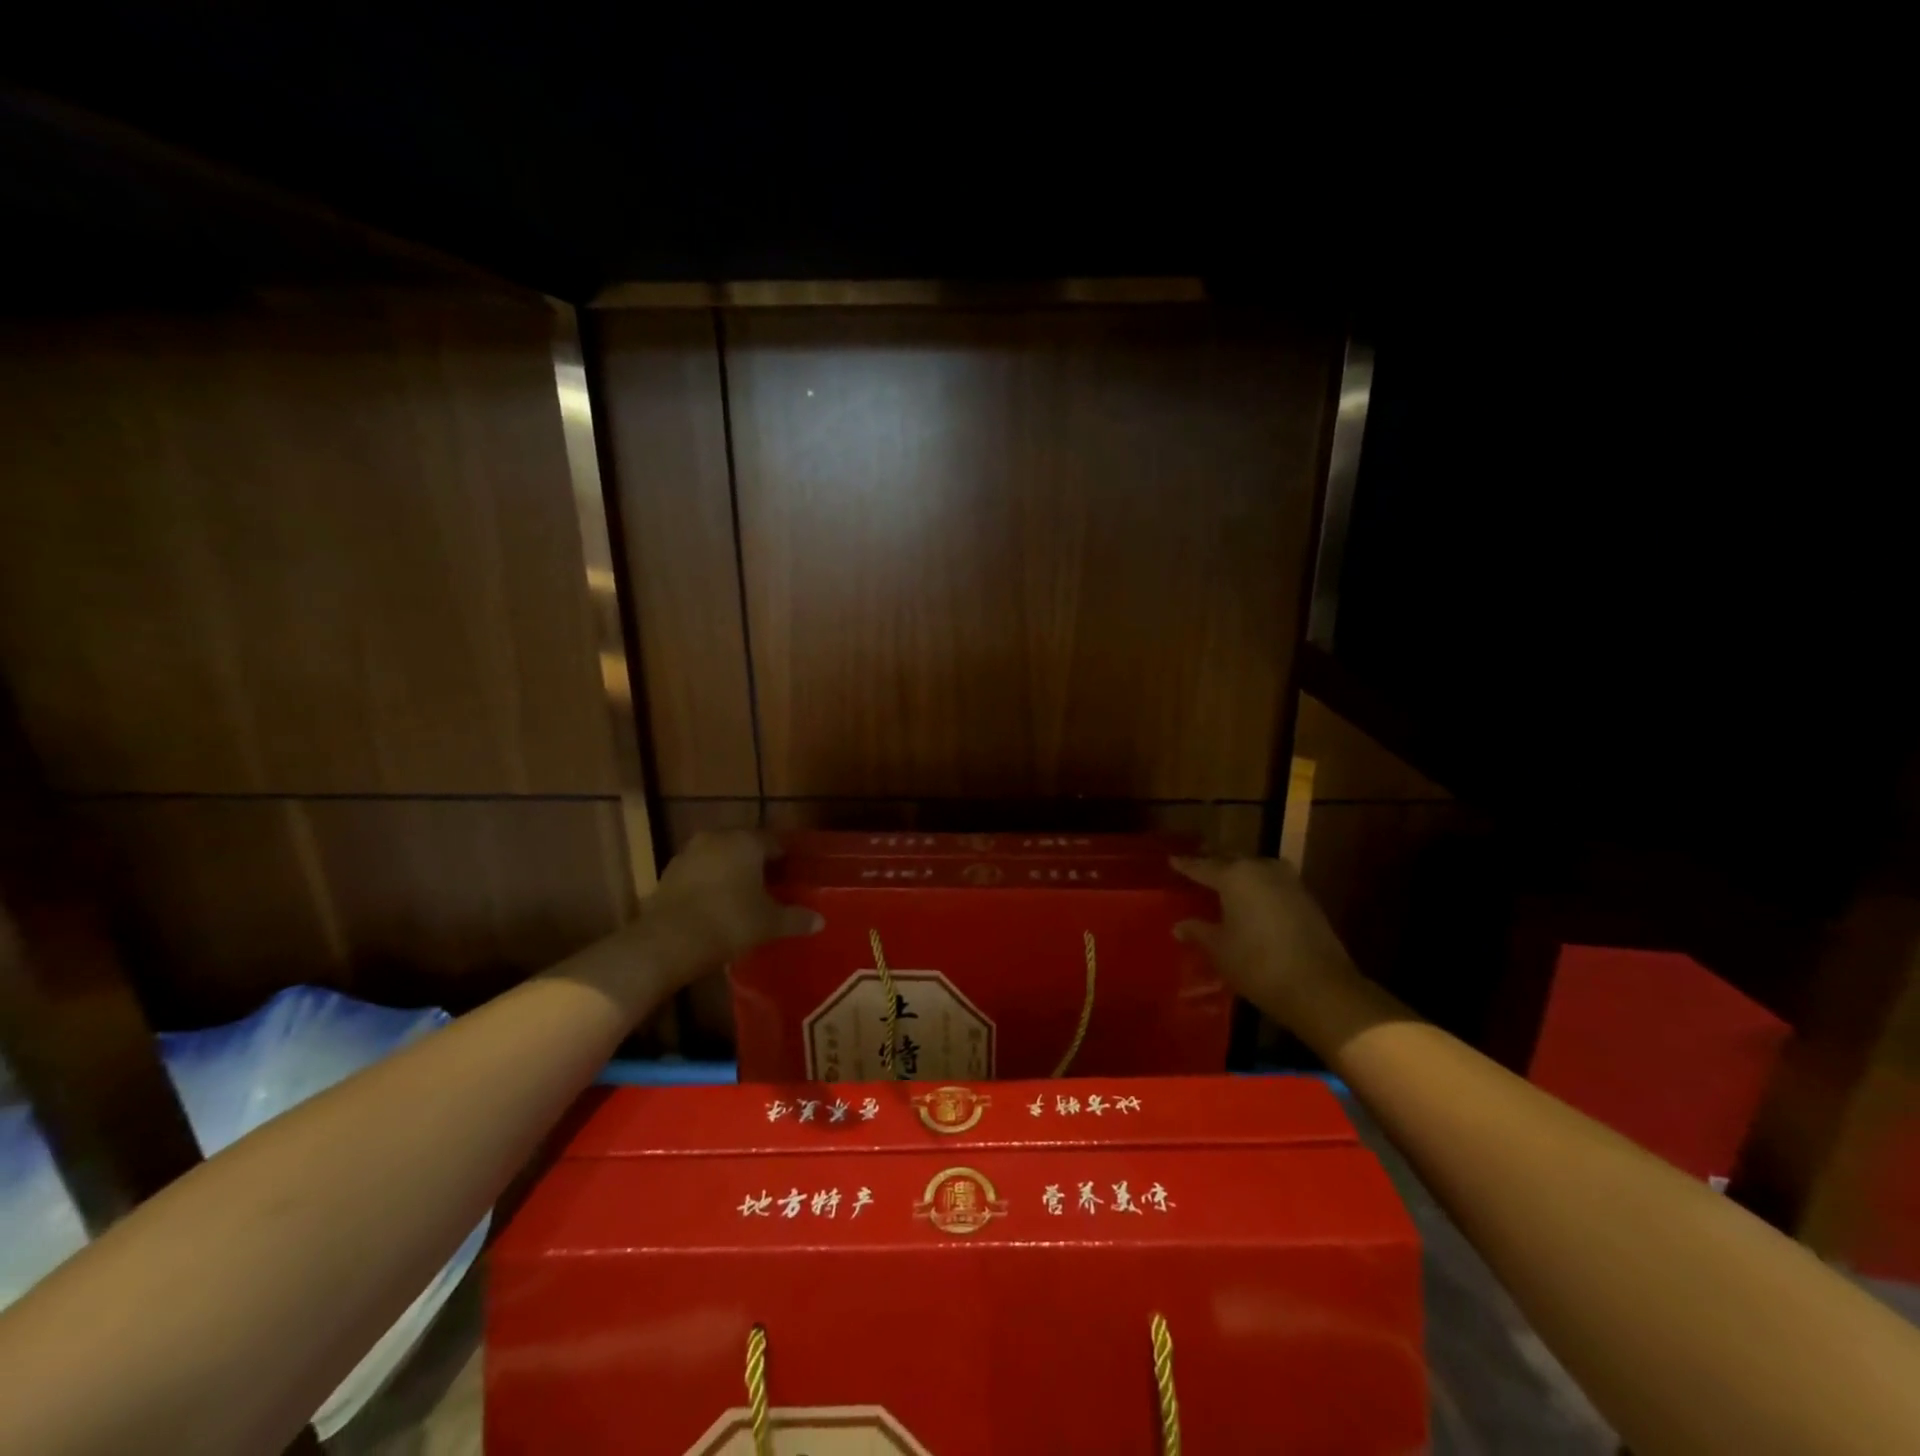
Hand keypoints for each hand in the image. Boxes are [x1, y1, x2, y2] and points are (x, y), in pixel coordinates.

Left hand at [644, 831, 822, 973]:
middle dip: (757, 865)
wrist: (667, 941)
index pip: (774, 843)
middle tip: (770, 888)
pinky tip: (714, 907)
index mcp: (746, 841)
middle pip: (744, 847)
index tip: (793, 878)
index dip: (785, 860)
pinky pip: (698, 874)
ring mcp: (688, 854)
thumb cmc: (729, 922)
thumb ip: (796, 918)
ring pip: (718, 859)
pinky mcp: (668, 873)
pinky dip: (708, 885)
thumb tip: (821, 921)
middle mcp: (717, 838)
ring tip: (741, 899)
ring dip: (730, 873)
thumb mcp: (769, 923)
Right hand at [1171, 855, 1358, 1025]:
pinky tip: (1252, 901)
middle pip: (1232, 861)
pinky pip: (1274, 884)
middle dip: (1214, 864)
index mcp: (1235, 876)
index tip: (1172, 860)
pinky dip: (1259, 888)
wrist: (1321, 988)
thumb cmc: (1258, 965)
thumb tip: (1179, 925)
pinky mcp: (1307, 899)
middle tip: (1198, 868)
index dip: (1186, 865)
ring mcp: (1289, 883)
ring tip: (1225, 883)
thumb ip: (1198, 932)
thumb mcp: (1220, 950)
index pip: (1203, 866)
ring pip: (1256, 869)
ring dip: (1240, 874)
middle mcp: (1262, 870)